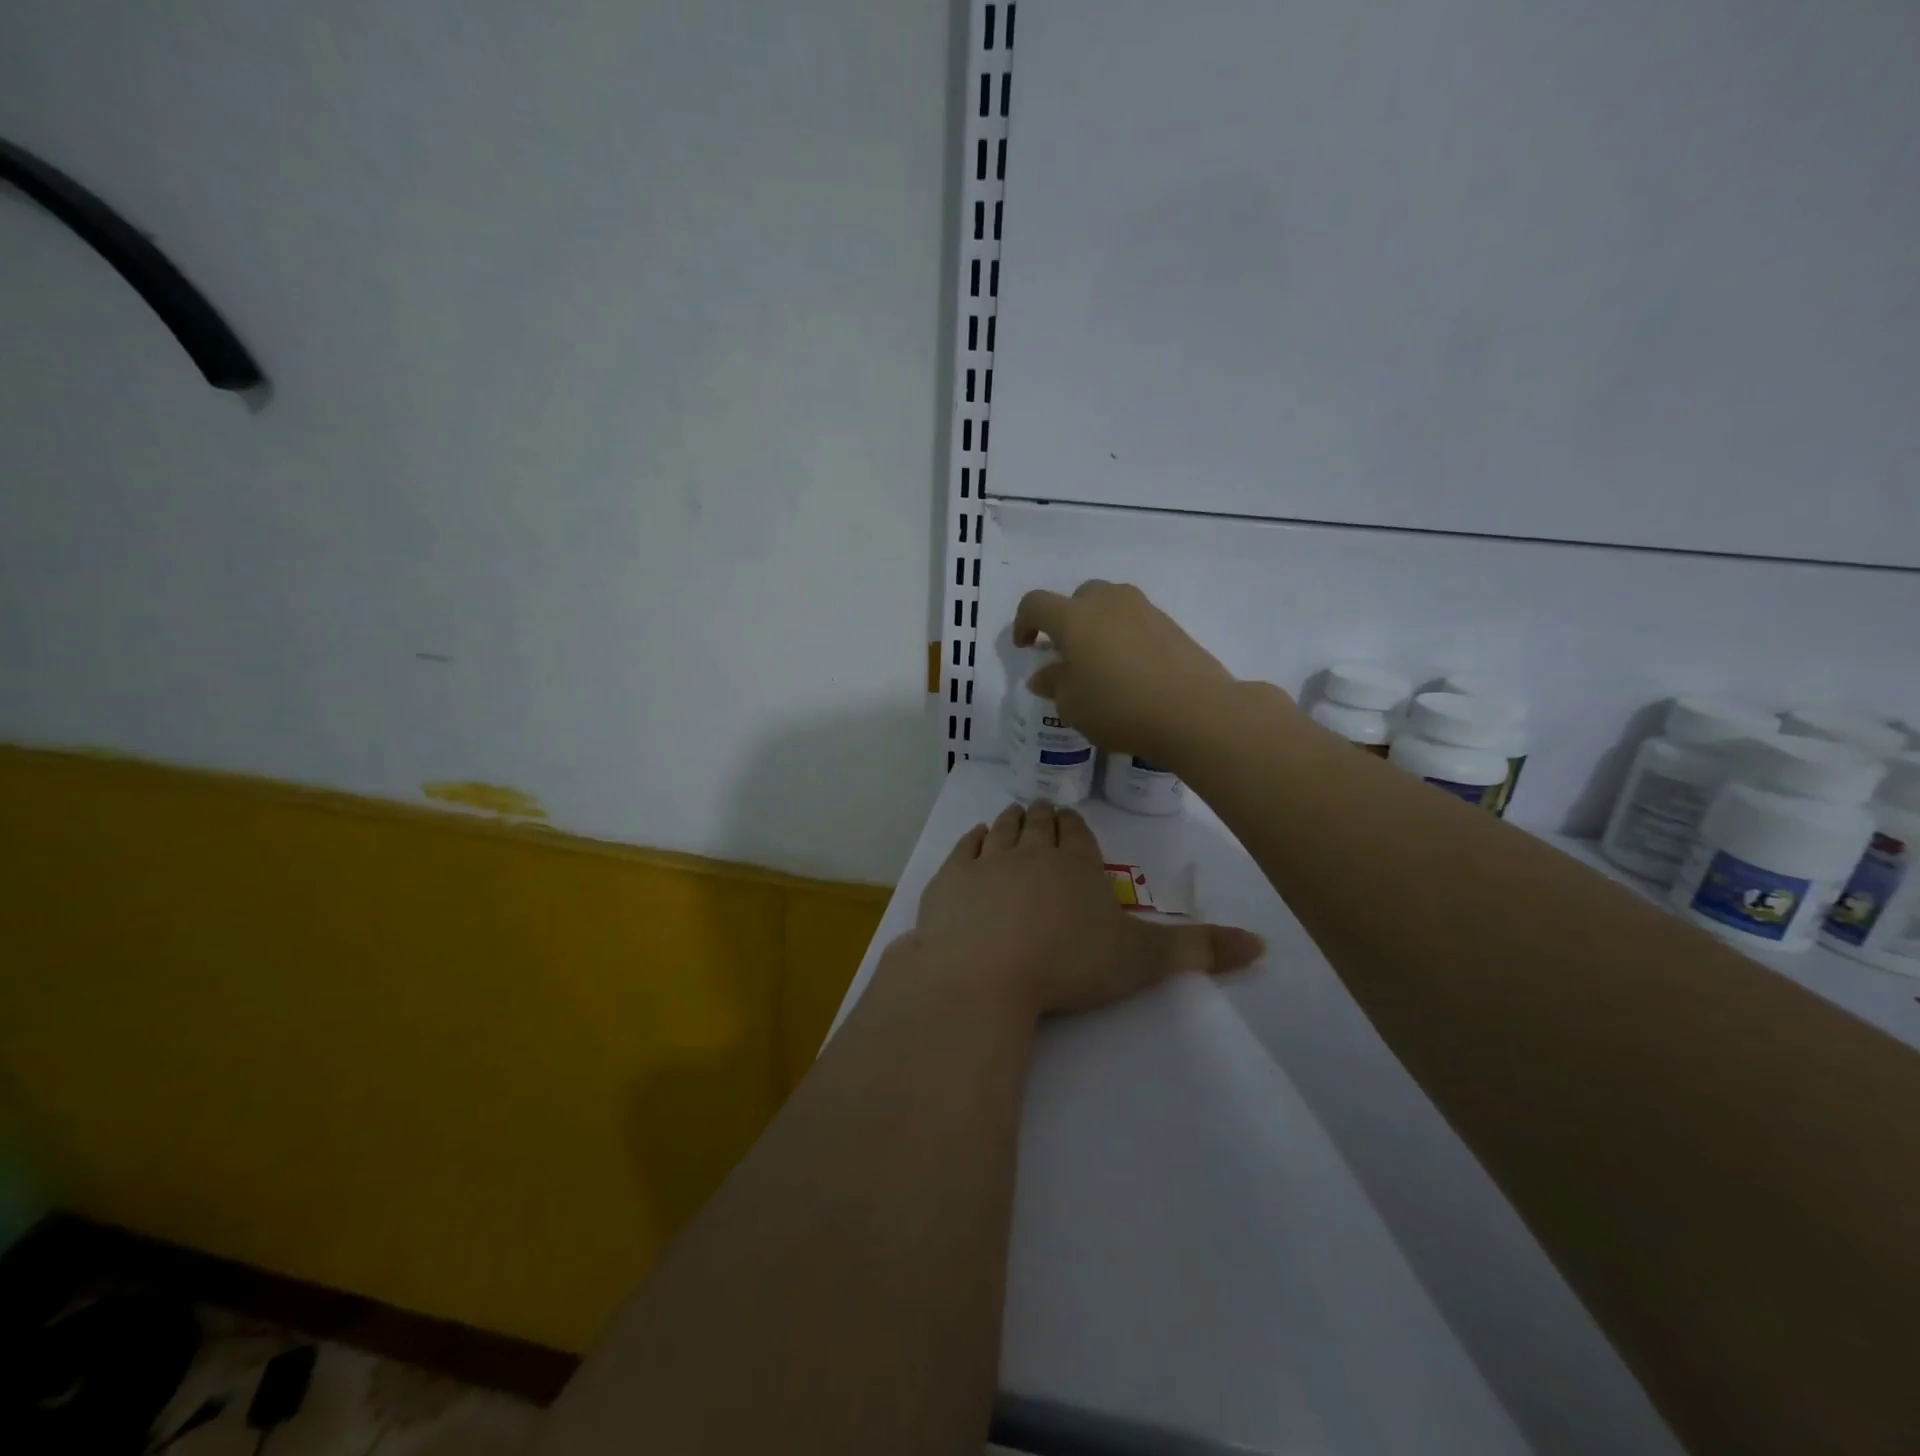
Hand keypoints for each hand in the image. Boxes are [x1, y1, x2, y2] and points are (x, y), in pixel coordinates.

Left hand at [895, 799, 1262, 1020]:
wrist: (984, 971)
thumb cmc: (1068, 964)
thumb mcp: (1141, 961)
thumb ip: (1197, 950)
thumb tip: (1263, 944)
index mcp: (1077, 864)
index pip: (1078, 832)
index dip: (1075, 826)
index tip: (1071, 820)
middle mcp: (1032, 852)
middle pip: (1039, 824)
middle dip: (1044, 816)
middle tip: (1043, 811)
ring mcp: (987, 861)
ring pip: (1003, 828)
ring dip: (1010, 821)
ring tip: (1014, 816)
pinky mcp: (950, 878)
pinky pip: (965, 847)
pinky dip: (973, 839)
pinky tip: (977, 838)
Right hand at [1012, 581, 1246, 766]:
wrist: (1194, 710)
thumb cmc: (1119, 708)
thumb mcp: (1073, 706)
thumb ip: (1054, 685)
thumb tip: (1045, 675)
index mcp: (1074, 617)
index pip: (1036, 604)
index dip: (1024, 622)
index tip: (1026, 646)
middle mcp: (1107, 602)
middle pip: (1078, 597)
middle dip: (1066, 621)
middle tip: (1067, 654)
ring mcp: (1143, 609)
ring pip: (1110, 605)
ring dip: (1098, 626)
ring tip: (1101, 662)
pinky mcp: (1170, 624)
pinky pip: (1135, 621)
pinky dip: (1125, 637)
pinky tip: (1131, 670)